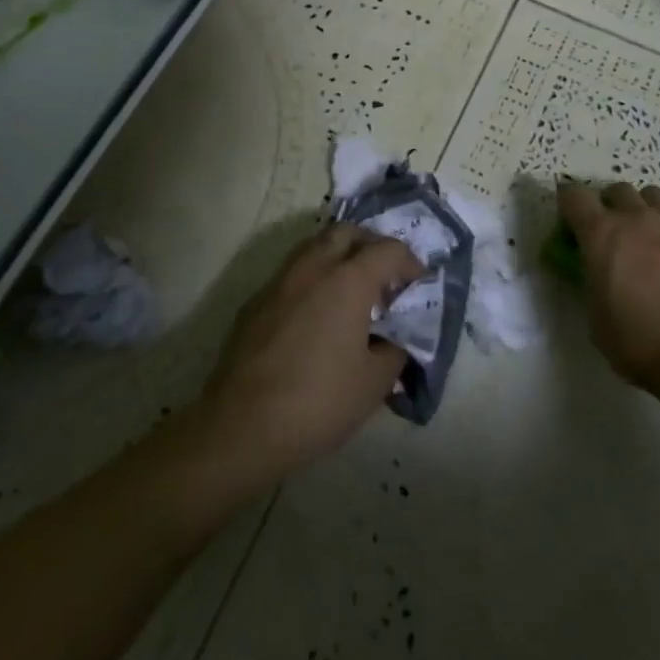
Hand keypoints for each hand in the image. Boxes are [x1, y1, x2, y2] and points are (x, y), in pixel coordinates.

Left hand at [200, 223, 420, 485]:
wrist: (242, 426)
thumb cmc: (318, 402)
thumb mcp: (374, 383)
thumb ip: (394, 350)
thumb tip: (394, 339)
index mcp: (347, 281)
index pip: (387, 249)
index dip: (409, 261)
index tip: (417, 283)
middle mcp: (312, 268)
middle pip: (345, 232)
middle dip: (369, 245)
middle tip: (383, 276)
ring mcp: (278, 282)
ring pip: (313, 248)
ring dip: (337, 258)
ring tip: (350, 293)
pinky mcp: (254, 303)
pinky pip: (291, 276)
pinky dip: (311, 281)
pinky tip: (315, 317)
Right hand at [557, 181, 659, 389]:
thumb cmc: (638, 341)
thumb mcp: (596, 314)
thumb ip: (592, 281)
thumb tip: (598, 272)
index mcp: (601, 234)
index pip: (574, 195)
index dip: (569, 203)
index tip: (571, 219)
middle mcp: (636, 218)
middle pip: (617, 190)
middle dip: (610, 205)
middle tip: (613, 232)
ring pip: (653, 196)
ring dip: (644, 210)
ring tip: (649, 236)